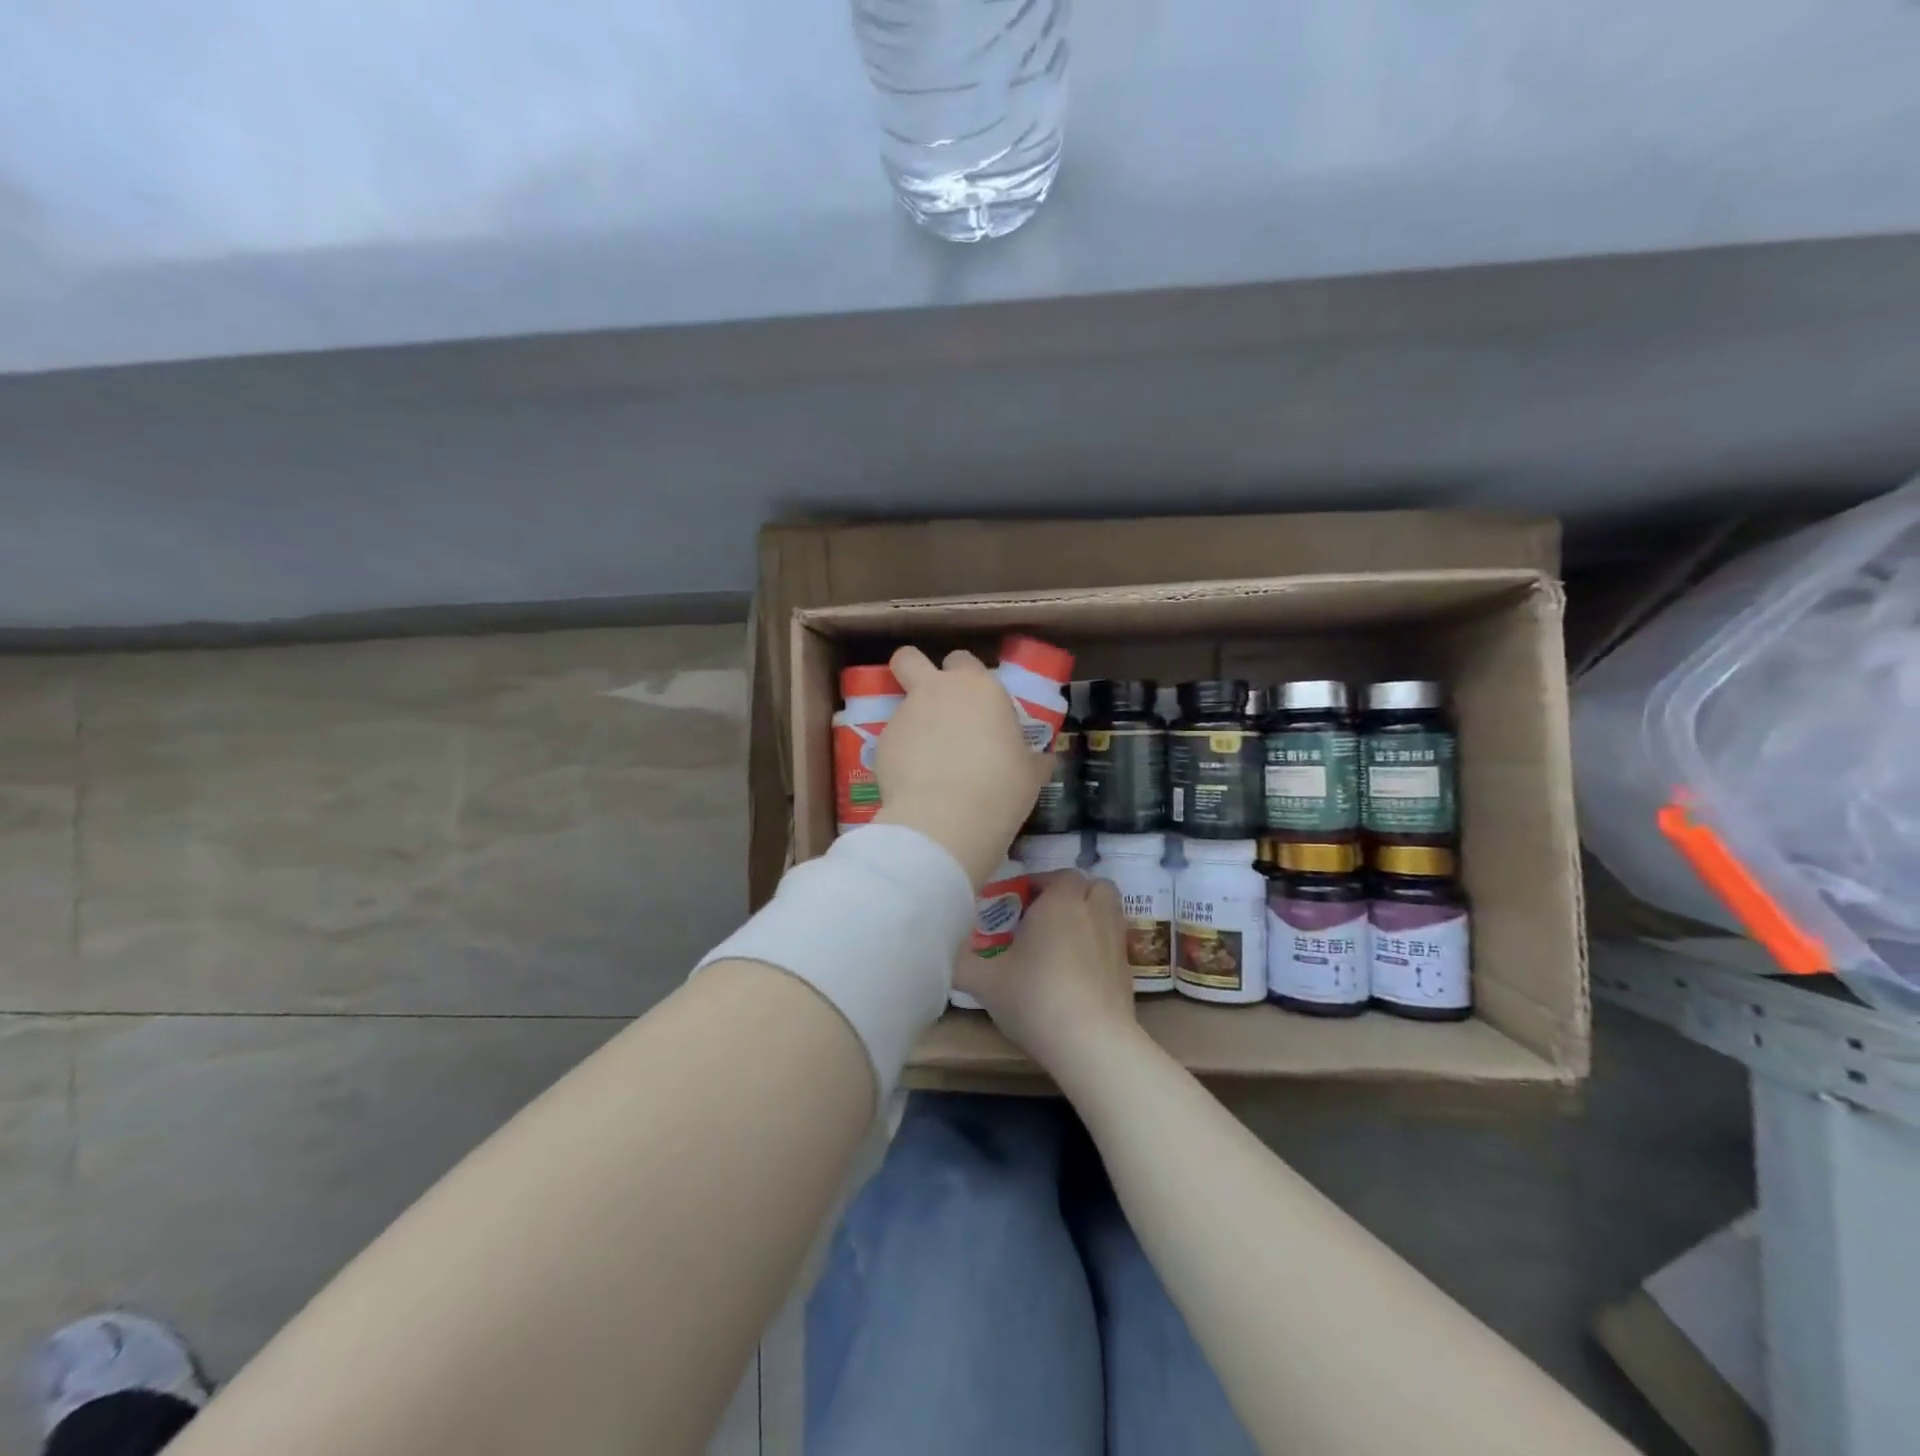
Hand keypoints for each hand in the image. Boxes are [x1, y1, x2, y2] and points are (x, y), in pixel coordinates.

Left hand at [872, 646, 1051, 887]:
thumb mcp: (1030, 773)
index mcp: (978, 687)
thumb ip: (1031, 757)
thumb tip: (1041, 760)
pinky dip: (901, 756)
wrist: (945, 821)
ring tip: (928, 763)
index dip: (965, 676)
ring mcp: (903, 715)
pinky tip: (915, 785)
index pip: (963, 659)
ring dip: (913, 724)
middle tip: (932, 703)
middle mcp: (936, 691)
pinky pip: (892, 742)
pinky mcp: (881, 744)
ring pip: (901, 706)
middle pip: (909, 658)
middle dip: (914, 671)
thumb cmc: (1000, 789)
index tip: (975, 701)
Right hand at [954, 872, 1139, 1076]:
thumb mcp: (985, 981)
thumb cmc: (1036, 997)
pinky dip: (1098, 946)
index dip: (1038, 884)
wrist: (1092, 1043)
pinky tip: (1078, 973)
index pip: (1058, 875)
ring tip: (1063, 941)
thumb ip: (962, 962)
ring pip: (1108, 911)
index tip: (1016, 905)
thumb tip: (949, 954)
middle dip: (1071, 894)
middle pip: (1092, 886)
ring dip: (1089, 916)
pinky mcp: (1128, 970)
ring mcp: (1116, 941)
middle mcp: (1094, 912)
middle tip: (1045, 917)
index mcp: (1061, 901)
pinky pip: (1113, 943)